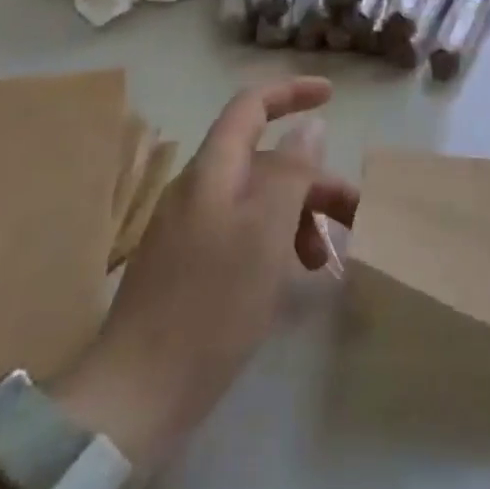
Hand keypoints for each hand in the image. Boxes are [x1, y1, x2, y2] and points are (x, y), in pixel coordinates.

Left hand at [53, 77, 357, 470]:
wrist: (135, 396)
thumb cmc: (211, 304)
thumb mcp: (266, 231)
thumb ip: (292, 171)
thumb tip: (311, 127)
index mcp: (212, 172)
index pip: (251, 106)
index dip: (291, 92)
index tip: (332, 96)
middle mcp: (197, 190)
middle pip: (263, 160)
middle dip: (312, 179)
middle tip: (354, 214)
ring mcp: (188, 229)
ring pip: (256, 200)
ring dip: (297, 216)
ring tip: (321, 260)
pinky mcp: (186, 265)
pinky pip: (241, 231)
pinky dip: (273, 241)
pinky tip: (287, 276)